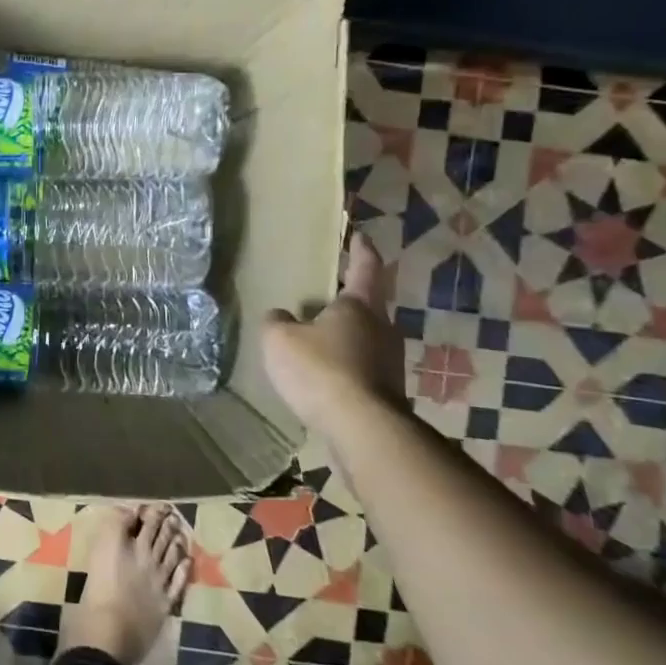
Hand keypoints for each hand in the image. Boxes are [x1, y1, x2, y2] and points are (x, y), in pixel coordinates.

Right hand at [262, 232, 406, 424]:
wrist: (362, 429)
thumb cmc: (320, 370)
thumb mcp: (279, 340)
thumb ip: (276, 322)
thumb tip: (281, 317)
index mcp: (359, 306)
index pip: (365, 268)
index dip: (361, 250)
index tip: (360, 235)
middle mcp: (382, 328)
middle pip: (366, 307)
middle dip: (346, 303)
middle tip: (322, 301)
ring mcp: (389, 362)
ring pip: (363, 339)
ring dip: (343, 339)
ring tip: (315, 344)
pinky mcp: (387, 392)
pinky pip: (361, 369)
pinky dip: (343, 368)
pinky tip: (322, 380)